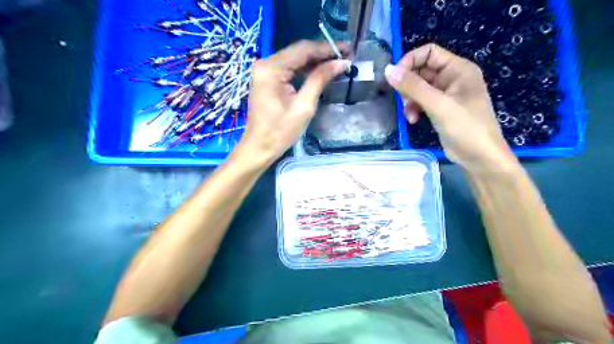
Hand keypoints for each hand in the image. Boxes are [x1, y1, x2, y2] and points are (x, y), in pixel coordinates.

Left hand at [239, 40, 349, 166]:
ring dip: (316, 61)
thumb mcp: (304, 106)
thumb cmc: (280, 131)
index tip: (348, 50)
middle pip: (299, 51)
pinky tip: (321, 71)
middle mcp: (265, 63)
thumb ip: (320, 80)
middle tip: (346, 56)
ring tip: (338, 62)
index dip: (327, 48)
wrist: (259, 147)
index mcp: (271, 68)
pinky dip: (305, 69)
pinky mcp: (267, 79)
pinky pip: (289, 68)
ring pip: (295, 59)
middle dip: (323, 53)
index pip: (303, 49)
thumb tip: (341, 63)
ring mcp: (265, 70)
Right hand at [385, 43, 514, 171]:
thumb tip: (388, 70)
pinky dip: (414, 109)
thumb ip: (413, 87)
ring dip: (409, 99)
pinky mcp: (441, 109)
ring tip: (409, 114)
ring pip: (419, 88)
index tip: (396, 78)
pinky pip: (421, 102)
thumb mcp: (438, 105)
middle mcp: (452, 78)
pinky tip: (413, 120)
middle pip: (422, 70)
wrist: (480, 158)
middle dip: (408, 85)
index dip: (410, 61)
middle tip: (403, 100)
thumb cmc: (466, 127)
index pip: (429, 53)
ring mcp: (446, 94)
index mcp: (458, 69)